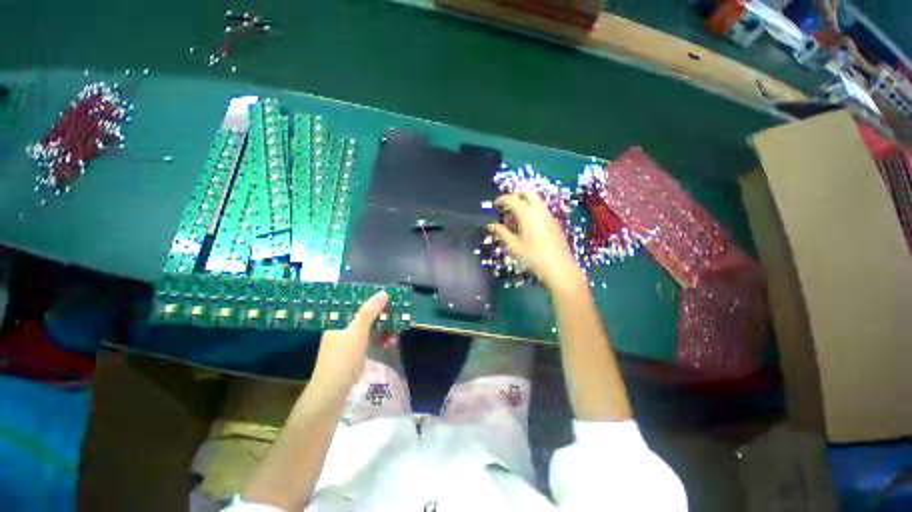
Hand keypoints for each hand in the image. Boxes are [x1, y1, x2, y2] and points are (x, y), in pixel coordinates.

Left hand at [312, 291, 396, 390]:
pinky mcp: (356, 353)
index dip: (371, 300)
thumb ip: (369, 311)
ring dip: (384, 329)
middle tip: (396, 315)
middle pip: (365, 316)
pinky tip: (389, 342)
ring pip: (370, 329)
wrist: (334, 391)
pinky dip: (380, 339)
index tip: (387, 298)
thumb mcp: (357, 331)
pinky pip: (371, 340)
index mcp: (338, 321)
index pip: (355, 304)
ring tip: (396, 333)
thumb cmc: (343, 357)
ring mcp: (350, 341)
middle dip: (382, 316)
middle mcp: (343, 329)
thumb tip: (383, 292)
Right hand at [487, 192, 583, 291]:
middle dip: (515, 196)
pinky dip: (530, 211)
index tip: (494, 205)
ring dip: (523, 204)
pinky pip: (540, 211)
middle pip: (528, 194)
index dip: (502, 199)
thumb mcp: (512, 246)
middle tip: (506, 206)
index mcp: (527, 214)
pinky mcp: (553, 224)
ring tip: (513, 220)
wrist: (558, 268)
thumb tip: (489, 225)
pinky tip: (524, 227)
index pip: (513, 199)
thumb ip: (500, 232)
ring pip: (535, 202)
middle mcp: (539, 211)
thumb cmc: (532, 257)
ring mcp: (548, 216)